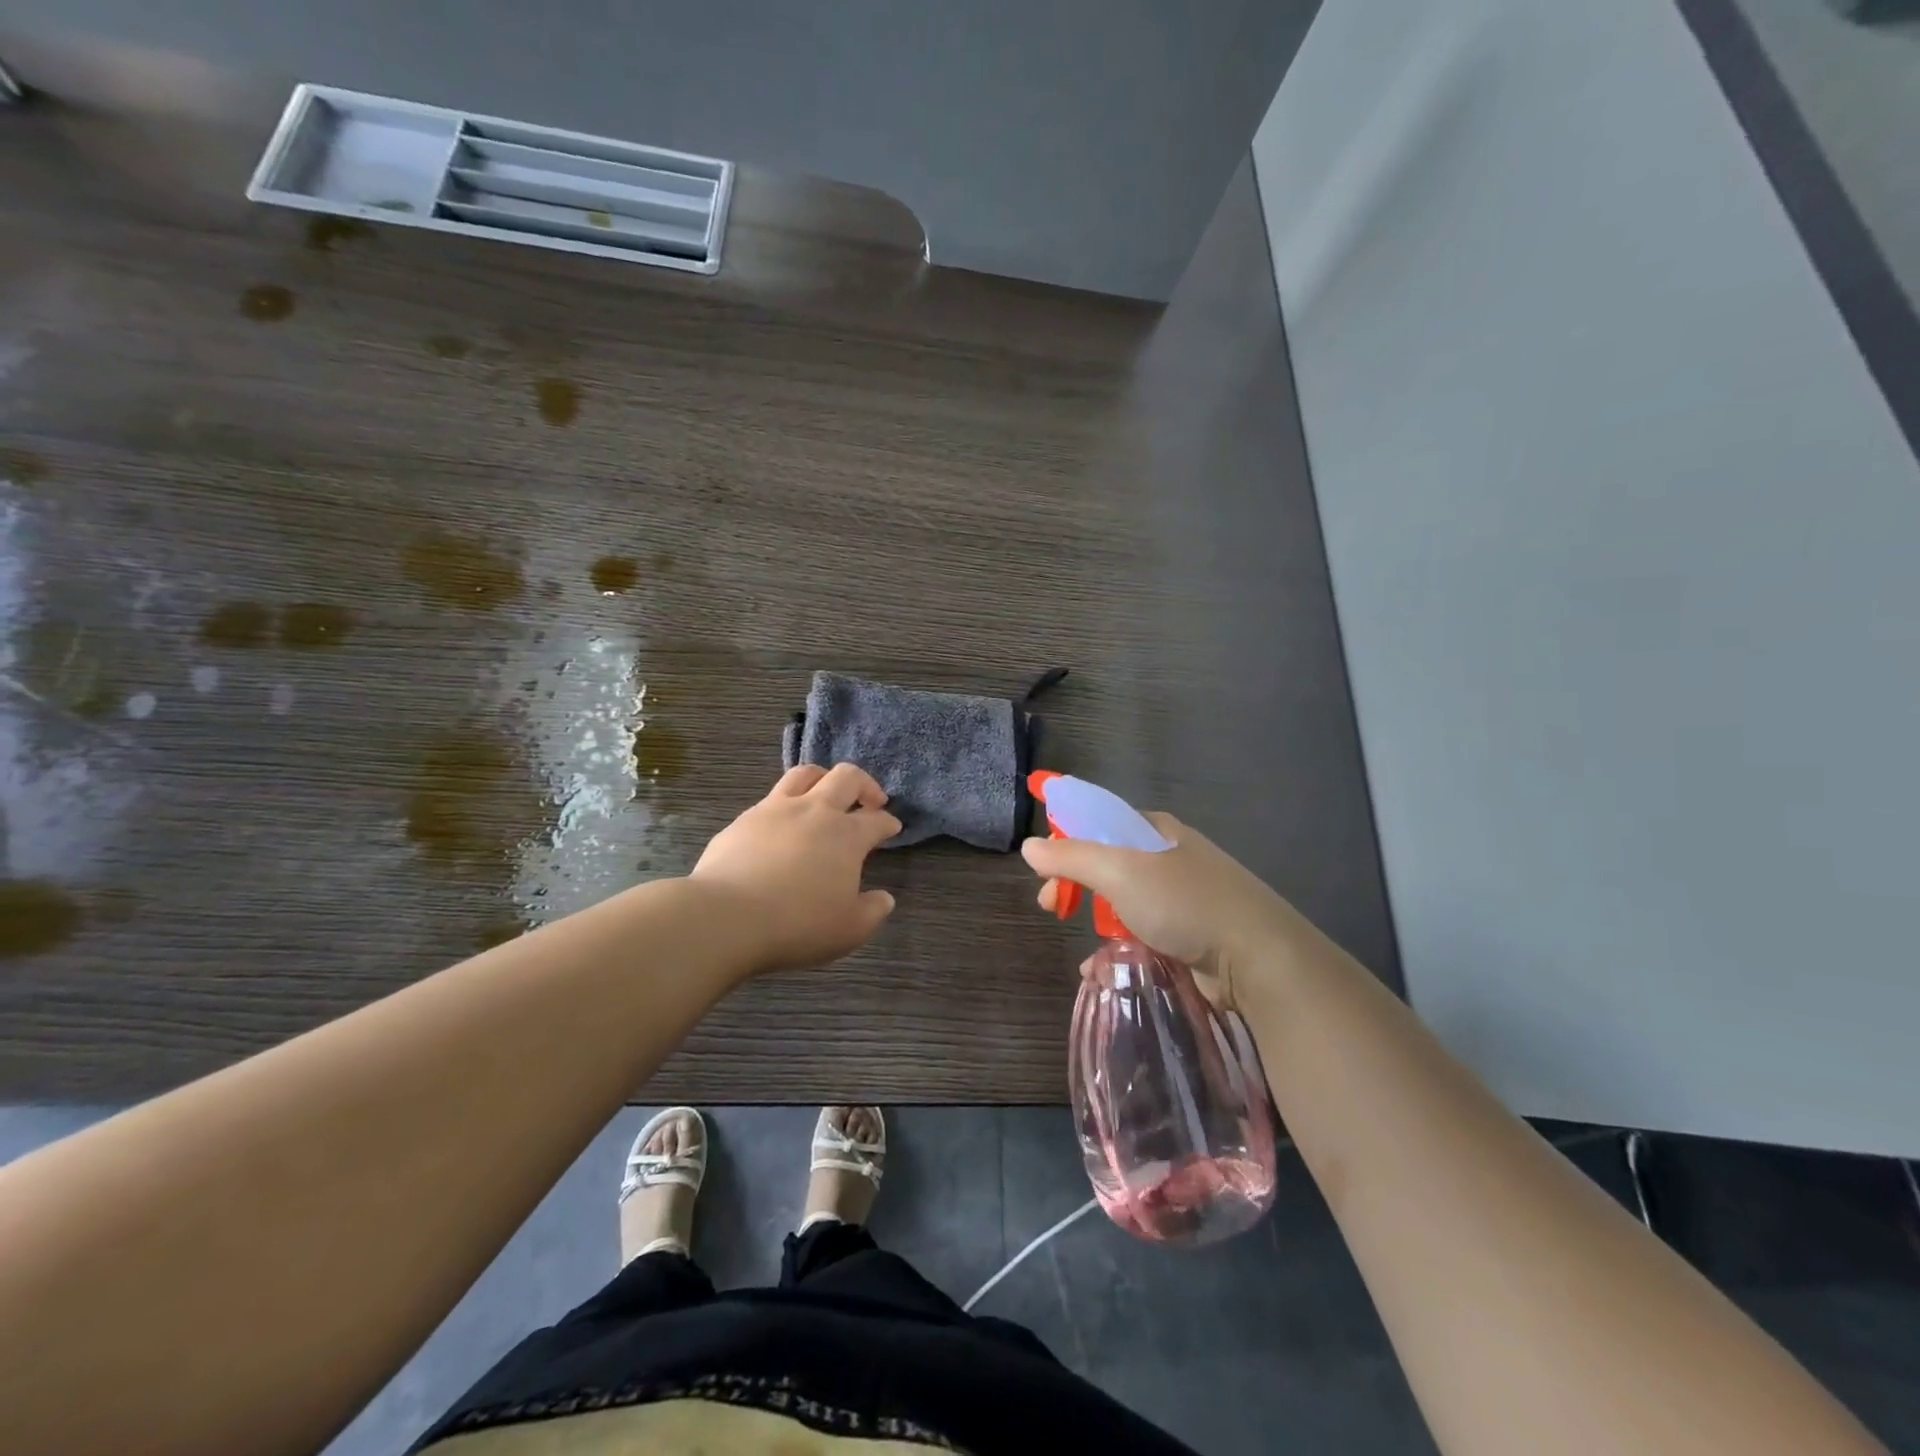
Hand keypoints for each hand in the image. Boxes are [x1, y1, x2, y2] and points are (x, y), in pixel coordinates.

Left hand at [690, 764, 901, 975]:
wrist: (726, 916)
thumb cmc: (797, 924)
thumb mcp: (848, 930)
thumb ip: (872, 912)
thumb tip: (884, 899)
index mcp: (846, 836)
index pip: (877, 820)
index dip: (888, 822)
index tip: (892, 828)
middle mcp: (815, 811)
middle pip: (846, 777)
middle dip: (865, 784)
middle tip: (871, 800)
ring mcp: (776, 809)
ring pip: (805, 774)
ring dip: (824, 778)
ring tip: (826, 793)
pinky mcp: (744, 819)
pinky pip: (771, 798)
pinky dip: (786, 804)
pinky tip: (782, 824)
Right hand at [1021, 814, 1293, 1011]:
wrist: (1257, 958)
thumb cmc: (1184, 903)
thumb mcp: (1120, 871)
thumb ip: (1071, 857)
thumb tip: (1030, 846)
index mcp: (1153, 830)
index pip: (1096, 822)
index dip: (1064, 841)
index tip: (1043, 872)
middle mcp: (1167, 858)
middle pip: (1105, 863)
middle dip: (1074, 885)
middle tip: (1052, 908)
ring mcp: (1181, 898)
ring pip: (1122, 903)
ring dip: (1096, 922)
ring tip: (1086, 949)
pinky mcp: (1189, 935)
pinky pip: (1141, 935)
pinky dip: (1119, 948)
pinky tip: (1105, 970)